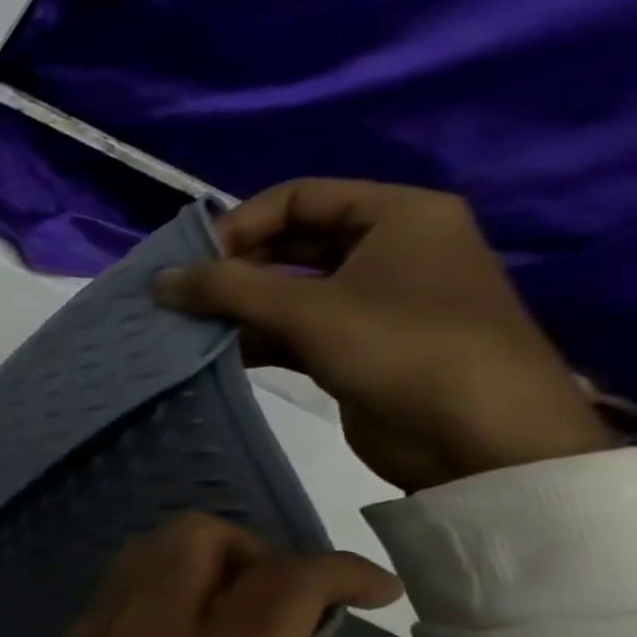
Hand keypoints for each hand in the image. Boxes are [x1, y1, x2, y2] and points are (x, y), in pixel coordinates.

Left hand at [0, 513, 403, 636]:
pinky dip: (156, 592)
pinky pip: (114, 590)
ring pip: (143, 553)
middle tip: (287, 601)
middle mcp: (140, 631)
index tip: (373, 590)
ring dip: (198, 565)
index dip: (342, 571)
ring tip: (234, 621)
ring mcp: (88, 632)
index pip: (282, 580)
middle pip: (192, 534)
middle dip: (253, 550)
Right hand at [151, 179, 612, 491]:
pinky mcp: (355, 344)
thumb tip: (157, 279)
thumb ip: (225, 288)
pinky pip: (290, 327)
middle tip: (177, 296)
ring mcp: (371, 300)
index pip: (296, 198)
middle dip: (228, 269)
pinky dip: (250, 336)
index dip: (238, 225)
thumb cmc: (401, 348)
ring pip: (284, 289)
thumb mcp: (306, 309)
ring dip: (232, 307)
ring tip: (181, 326)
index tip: (191, 264)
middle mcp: (387, 249)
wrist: (480, 439)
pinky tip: (208, 352)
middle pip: (287, 242)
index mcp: (398, 217)